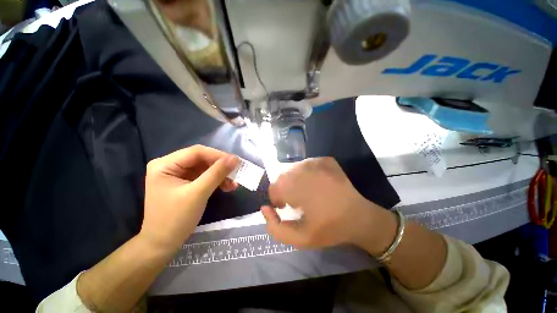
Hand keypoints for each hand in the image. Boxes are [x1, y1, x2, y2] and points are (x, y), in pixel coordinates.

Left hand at [140, 145, 238, 250]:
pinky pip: (204, 177)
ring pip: (205, 168)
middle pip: (202, 159)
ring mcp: (178, 175)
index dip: (218, 155)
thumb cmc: (175, 219)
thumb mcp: (198, 194)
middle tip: (237, 172)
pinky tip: (227, 187)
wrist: (163, 244)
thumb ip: (217, 173)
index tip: (236, 162)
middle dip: (220, 167)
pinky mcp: (185, 183)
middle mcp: (170, 166)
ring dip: (221, 175)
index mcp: (165, 164)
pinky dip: (216, 181)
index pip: (196, 152)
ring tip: (234, 184)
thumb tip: (235, 158)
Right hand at [261, 157, 395, 252]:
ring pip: (293, 169)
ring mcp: (316, 161)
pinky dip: (305, 174)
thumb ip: (275, 227)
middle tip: (296, 200)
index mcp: (298, 187)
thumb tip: (265, 208)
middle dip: (285, 189)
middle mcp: (305, 169)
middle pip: (283, 176)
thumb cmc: (330, 228)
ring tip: (306, 192)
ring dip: (295, 180)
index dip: (277, 198)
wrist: (359, 216)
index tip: (286, 206)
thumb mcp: (299, 239)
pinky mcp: (325, 159)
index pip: (274, 187)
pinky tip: (315, 184)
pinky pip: (306, 164)